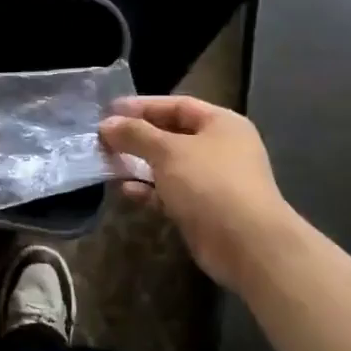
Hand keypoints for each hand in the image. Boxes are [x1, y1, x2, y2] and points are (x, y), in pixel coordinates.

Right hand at [99, 96, 289, 288]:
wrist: (246, 244)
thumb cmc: (209, 183)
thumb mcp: (168, 151)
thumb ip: (135, 134)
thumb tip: (106, 125)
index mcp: (221, 124)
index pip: (177, 105)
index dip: (142, 106)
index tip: (109, 111)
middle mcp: (219, 148)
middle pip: (171, 135)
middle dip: (137, 136)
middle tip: (103, 138)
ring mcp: (212, 181)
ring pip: (167, 166)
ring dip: (138, 164)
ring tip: (107, 163)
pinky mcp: (202, 209)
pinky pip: (169, 193)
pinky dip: (148, 190)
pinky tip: (126, 191)